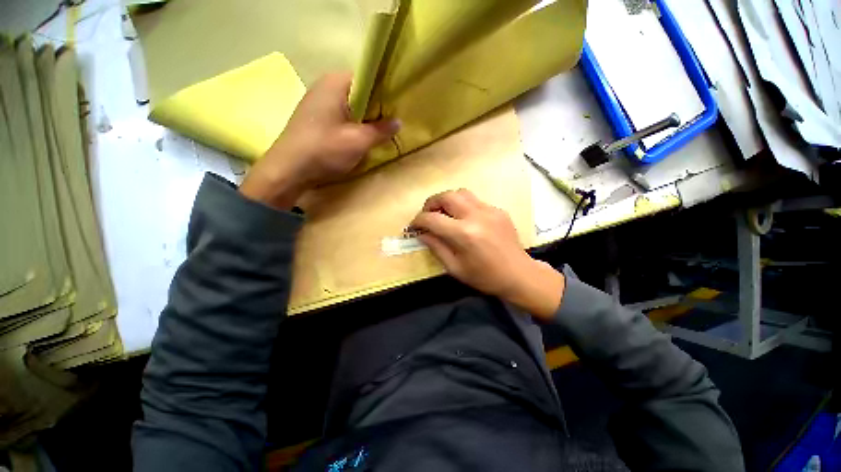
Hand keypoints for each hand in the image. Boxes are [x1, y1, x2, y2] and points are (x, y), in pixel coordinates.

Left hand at [240, 73, 399, 208]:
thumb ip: (381, 130)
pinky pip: (340, 115)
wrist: (289, 170)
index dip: (384, 91)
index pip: (368, 78)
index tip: (397, 108)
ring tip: (379, 131)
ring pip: (350, 105)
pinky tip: (359, 137)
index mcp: (335, 83)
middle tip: (391, 123)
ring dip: (364, 118)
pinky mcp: (314, 118)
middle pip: (359, 92)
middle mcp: (325, 86)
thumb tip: (398, 122)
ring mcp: (317, 102)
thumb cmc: (325, 150)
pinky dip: (352, 124)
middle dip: (376, 108)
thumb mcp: (359, 141)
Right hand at [410, 190, 564, 320]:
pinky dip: (463, 206)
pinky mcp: (498, 210)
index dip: (418, 220)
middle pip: (446, 196)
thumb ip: (436, 247)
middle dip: (431, 203)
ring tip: (443, 213)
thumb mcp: (455, 268)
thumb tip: (421, 233)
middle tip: (427, 215)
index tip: (413, 226)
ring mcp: (489, 210)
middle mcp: (476, 216)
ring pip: (461, 193)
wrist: (519, 275)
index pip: (432, 219)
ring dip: (447, 200)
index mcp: (464, 234)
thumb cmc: (485, 277)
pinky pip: (475, 200)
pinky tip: (463, 219)